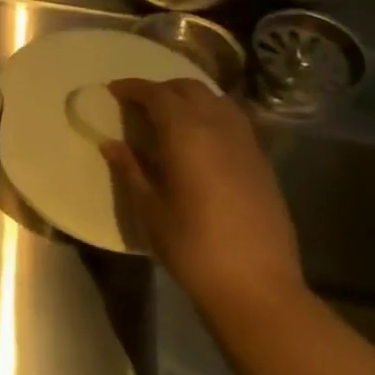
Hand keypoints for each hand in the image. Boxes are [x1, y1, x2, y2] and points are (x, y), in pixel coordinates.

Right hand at [99, 78, 305, 317]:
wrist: (256, 286)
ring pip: (217, 101)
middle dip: (162, 89)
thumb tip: (113, 144)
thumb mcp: (149, 208)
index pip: (158, 95)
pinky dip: (211, 116)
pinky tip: (197, 140)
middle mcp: (220, 129)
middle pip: (191, 89)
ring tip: (168, 117)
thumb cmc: (191, 246)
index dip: (134, 88)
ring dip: (190, 99)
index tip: (113, 91)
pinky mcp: (262, 163)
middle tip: (138, 103)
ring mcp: (246, 145)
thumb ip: (130, 169)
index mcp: (187, 135)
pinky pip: (233, 122)